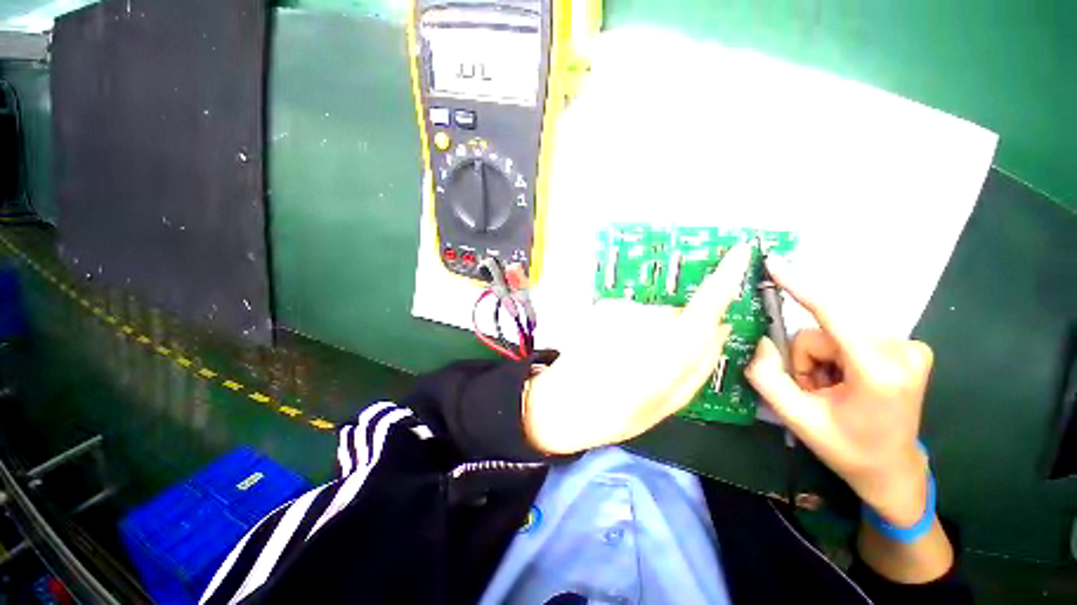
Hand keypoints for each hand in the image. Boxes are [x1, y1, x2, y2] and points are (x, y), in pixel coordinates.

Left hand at [524, 244, 752, 454]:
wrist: (563, 403)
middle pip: (677, 315)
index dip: (727, 274)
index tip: (741, 251)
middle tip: (654, 366)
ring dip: (648, 334)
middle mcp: (648, 319)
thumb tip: (721, 327)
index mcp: (671, 348)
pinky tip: (611, 350)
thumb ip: (702, 362)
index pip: (707, 302)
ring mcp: (622, 309)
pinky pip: (629, 314)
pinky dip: (627, 329)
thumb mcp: (671, 400)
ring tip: (626, 362)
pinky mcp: (603, 307)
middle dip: (675, 334)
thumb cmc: (618, 412)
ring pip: (651, 315)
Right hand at [746, 258, 932, 526]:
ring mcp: (910, 348)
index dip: (801, 287)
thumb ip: (767, 377)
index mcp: (878, 372)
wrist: (892, 469)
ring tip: (828, 388)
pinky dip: (836, 354)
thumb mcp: (797, 418)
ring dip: (820, 357)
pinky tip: (846, 380)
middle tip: (811, 387)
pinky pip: (850, 334)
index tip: (776, 264)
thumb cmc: (847, 449)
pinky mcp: (909, 347)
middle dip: (806, 356)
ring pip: (835, 331)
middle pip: (824, 329)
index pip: (833, 315)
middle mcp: (902, 351)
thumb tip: (761, 342)